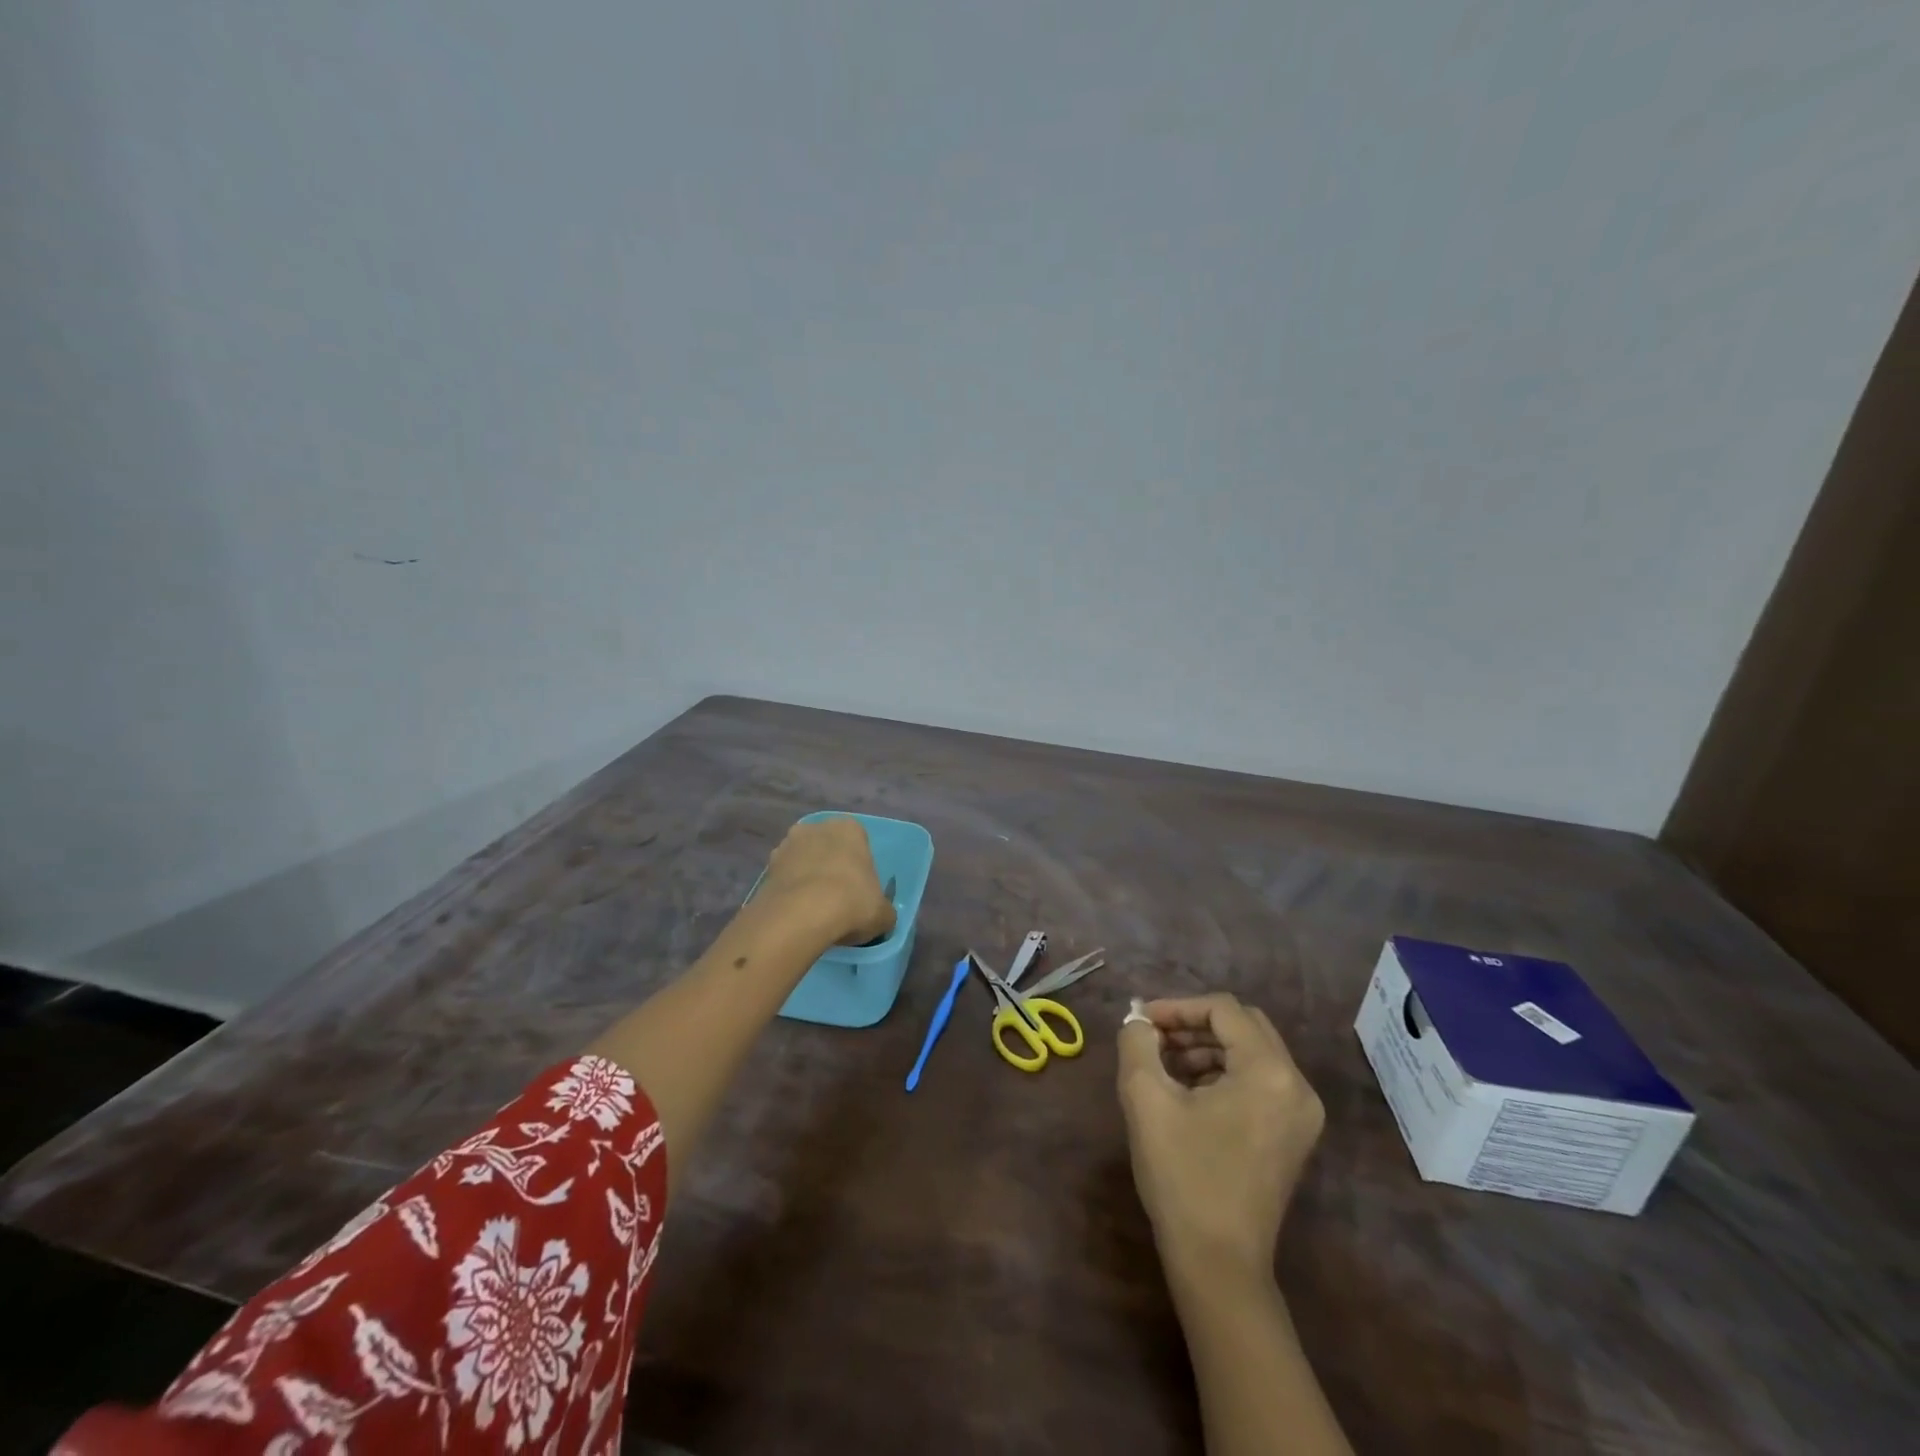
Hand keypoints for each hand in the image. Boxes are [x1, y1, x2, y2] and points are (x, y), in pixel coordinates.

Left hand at [757, 816, 894, 946]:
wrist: (800, 915)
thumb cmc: (852, 902)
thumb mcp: (883, 913)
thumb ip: (883, 910)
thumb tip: (881, 917)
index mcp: (849, 828)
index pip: (859, 842)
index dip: (859, 868)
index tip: (860, 891)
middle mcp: (816, 828)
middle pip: (827, 848)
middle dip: (830, 868)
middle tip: (837, 900)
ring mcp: (786, 846)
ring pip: (802, 862)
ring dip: (807, 880)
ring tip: (814, 912)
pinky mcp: (765, 868)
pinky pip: (784, 881)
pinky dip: (789, 894)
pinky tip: (796, 916)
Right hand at [1116, 994, 1324, 1281]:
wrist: (1218, 1265)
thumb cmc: (1182, 1176)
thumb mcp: (1146, 1099)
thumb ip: (1137, 1043)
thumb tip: (1138, 1022)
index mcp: (1269, 1071)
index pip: (1223, 1009)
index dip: (1177, 1007)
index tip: (1141, 1021)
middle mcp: (1297, 1086)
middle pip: (1243, 1026)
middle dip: (1193, 1024)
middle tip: (1154, 1038)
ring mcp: (1301, 1114)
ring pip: (1251, 1053)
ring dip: (1206, 1048)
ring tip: (1164, 1065)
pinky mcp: (1293, 1136)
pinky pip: (1259, 1081)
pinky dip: (1223, 1073)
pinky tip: (1187, 1092)